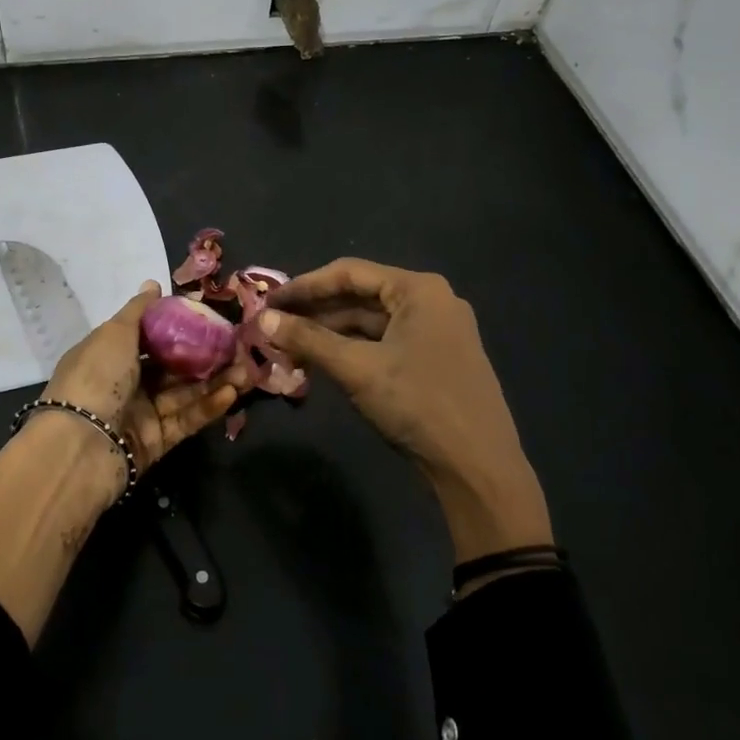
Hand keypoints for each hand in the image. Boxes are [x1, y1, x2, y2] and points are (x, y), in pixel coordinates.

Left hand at [0, 282, 244, 646]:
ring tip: (247, 368)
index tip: (210, 316)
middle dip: (205, 354)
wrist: (80, 447)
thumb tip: (153, 284)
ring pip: (184, 392)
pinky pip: (186, 419)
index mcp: (109, 354)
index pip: (148, 335)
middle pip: (171, 365)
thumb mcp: (114, 334)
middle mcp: (124, 382)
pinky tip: (233, 392)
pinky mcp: (156, 442)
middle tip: (239, 345)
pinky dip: (208, 406)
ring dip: (215, 380)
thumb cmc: (95, 377)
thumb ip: (139, 310)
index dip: (178, 325)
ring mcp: (141, 413)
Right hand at [262, 259, 551, 559]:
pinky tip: (324, 364)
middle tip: (274, 326)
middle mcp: (431, 301)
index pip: (349, 273)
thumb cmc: (418, 404)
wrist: (478, 466)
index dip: (304, 286)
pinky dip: (353, 351)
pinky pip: (385, 343)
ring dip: (331, 334)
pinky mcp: (436, 359)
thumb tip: (262, 319)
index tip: (268, 301)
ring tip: (290, 349)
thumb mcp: (357, 369)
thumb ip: (308, 340)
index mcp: (418, 289)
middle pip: (361, 296)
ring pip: (371, 323)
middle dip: (315, 313)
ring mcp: (437, 331)